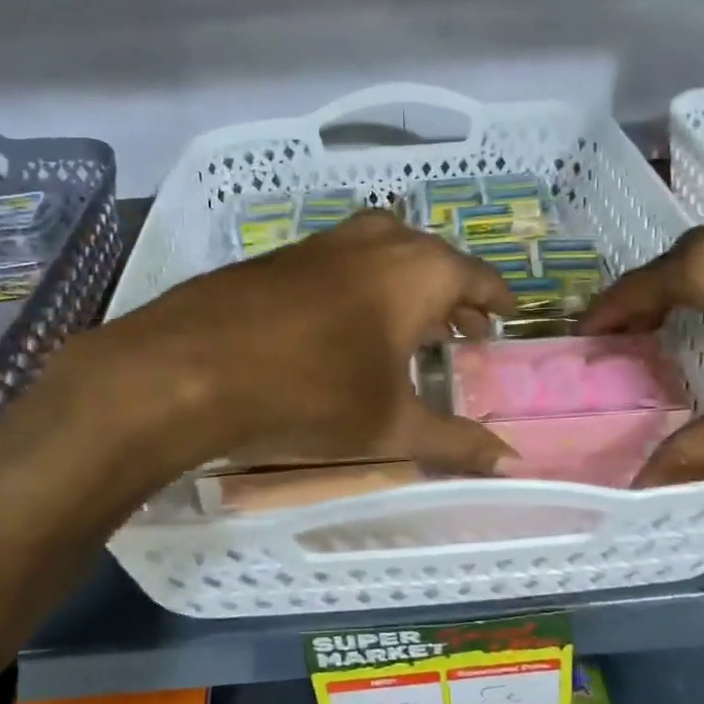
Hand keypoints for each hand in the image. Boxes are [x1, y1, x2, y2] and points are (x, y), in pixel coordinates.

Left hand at [110, 208, 518, 472]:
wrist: (192, 367)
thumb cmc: (313, 392)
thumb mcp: (392, 426)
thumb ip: (456, 442)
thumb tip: (511, 463)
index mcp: (420, 270)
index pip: (479, 278)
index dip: (498, 300)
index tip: (507, 318)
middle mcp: (380, 240)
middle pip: (435, 262)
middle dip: (453, 297)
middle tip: (464, 332)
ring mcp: (327, 241)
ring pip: (387, 257)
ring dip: (407, 289)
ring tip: (411, 331)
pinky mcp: (285, 255)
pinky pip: (345, 264)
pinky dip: (363, 289)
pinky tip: (347, 327)